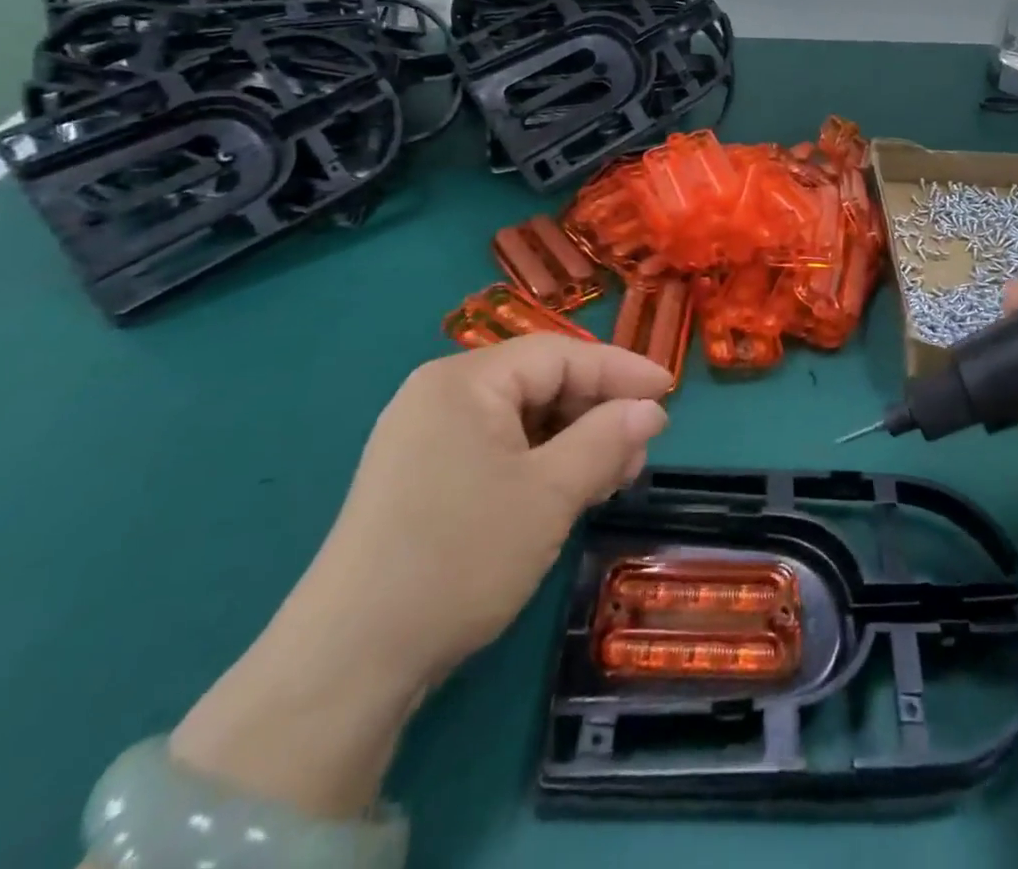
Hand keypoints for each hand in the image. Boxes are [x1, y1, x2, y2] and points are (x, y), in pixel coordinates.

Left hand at [170, 337, 671, 816]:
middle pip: (539, 383)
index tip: (669, 391)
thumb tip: (651, 409)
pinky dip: (540, 463)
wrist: (348, 662)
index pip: (560, 355)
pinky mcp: (420, 477)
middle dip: (597, 411)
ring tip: (614, 475)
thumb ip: (606, 439)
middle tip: (642, 448)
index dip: (620, 369)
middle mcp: (440, 395)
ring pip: (521, 419)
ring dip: (573, 440)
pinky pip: (496, 449)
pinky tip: (569, 490)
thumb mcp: (549, 494)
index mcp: (464, 380)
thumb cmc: (459, 557)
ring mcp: (424, 437)